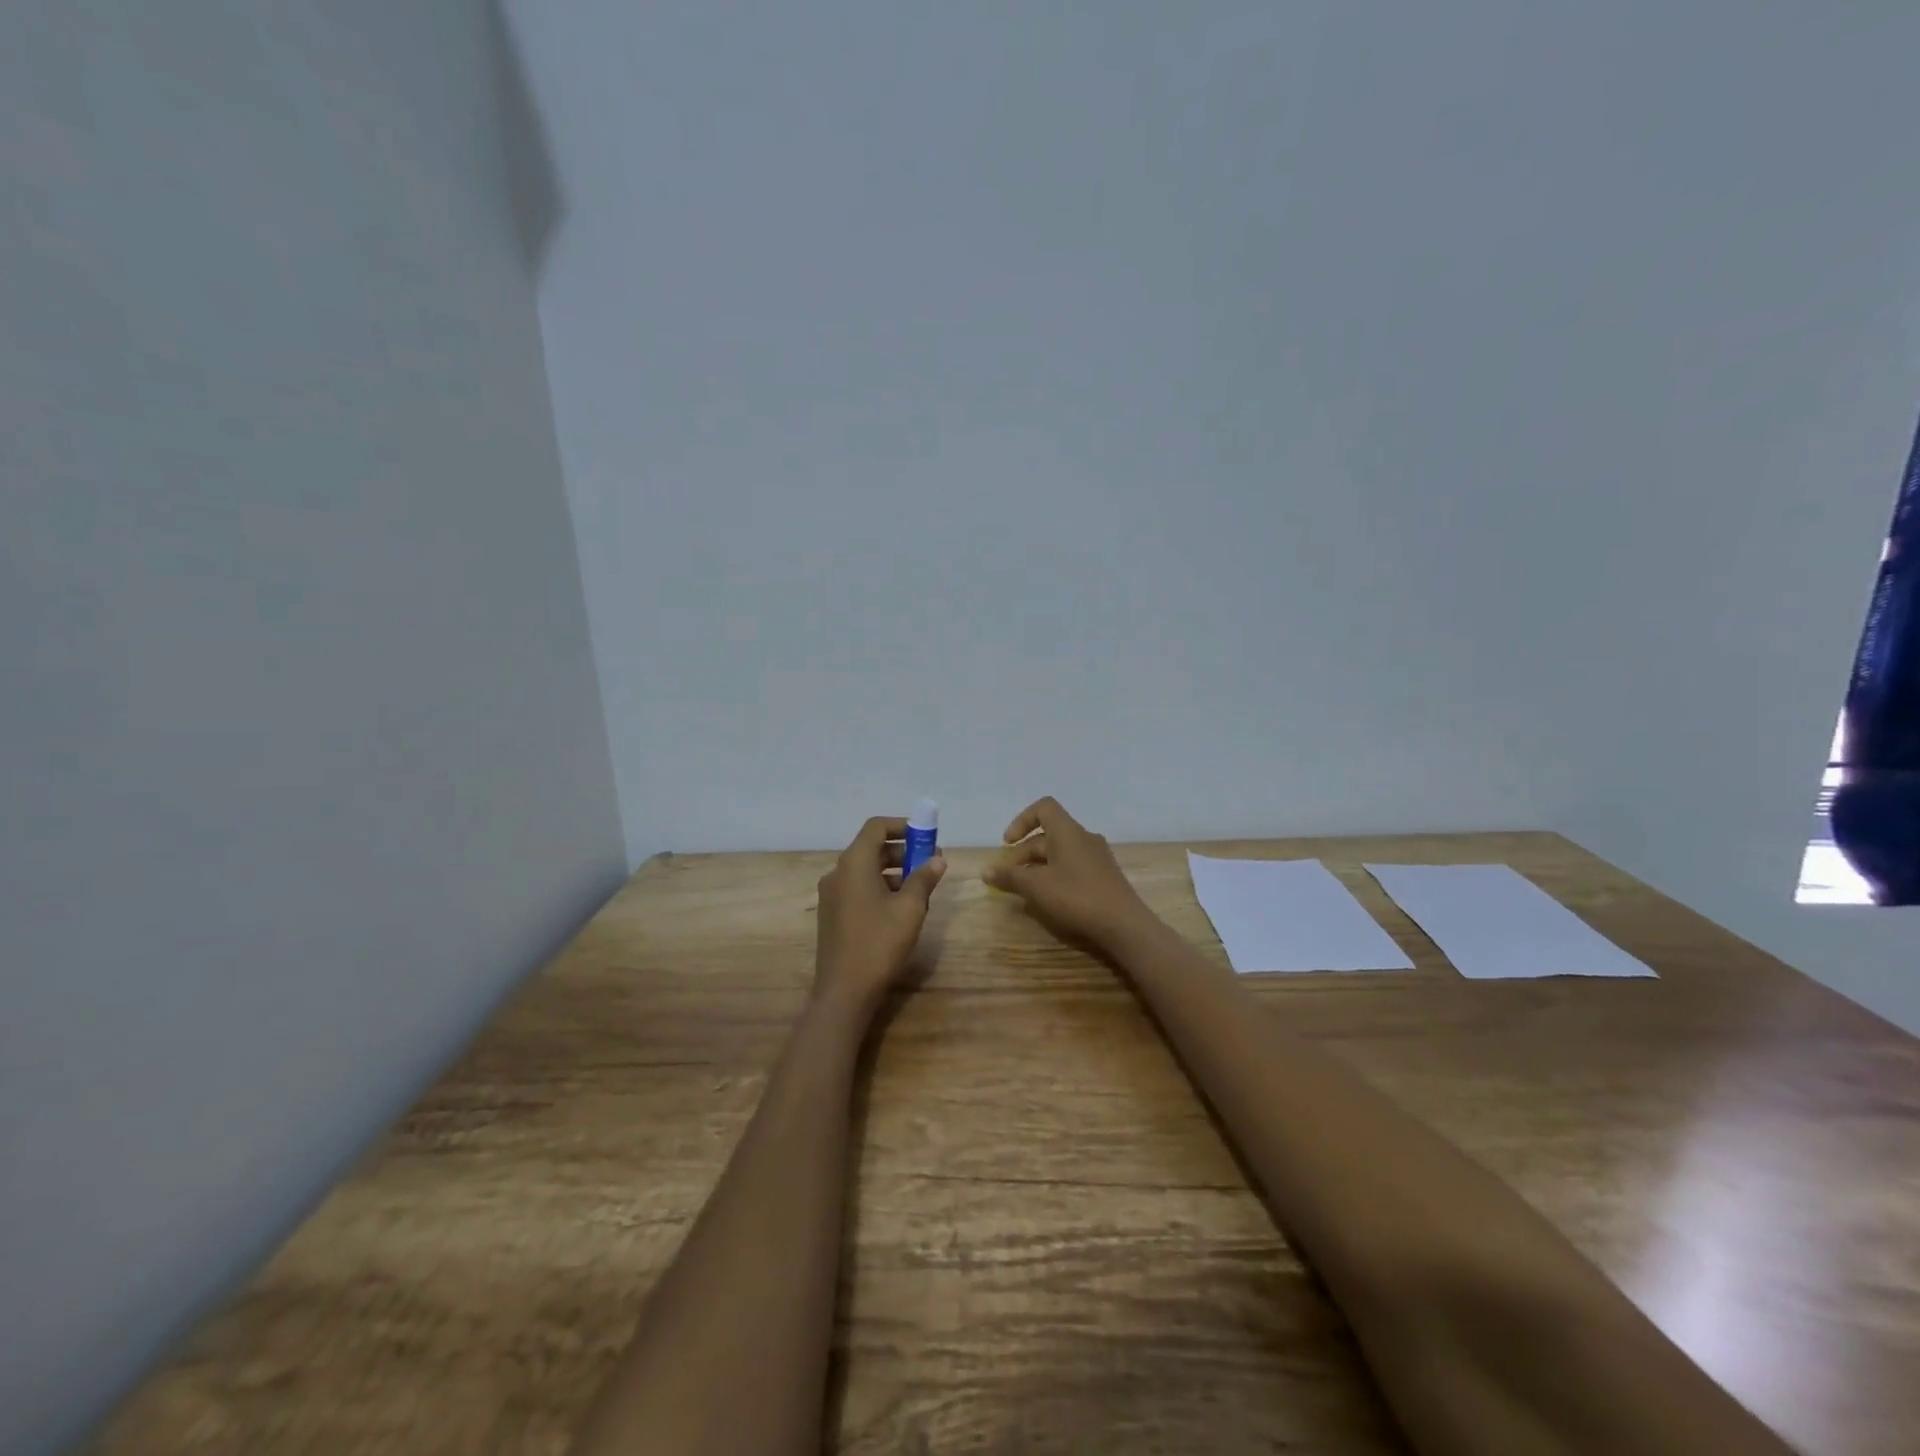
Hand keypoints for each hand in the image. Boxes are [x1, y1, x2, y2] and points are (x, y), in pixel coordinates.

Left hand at [814, 816, 945, 1016]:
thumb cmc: (879, 943)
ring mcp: (831, 895)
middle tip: (929, 863)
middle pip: (871, 848)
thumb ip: (924, 879)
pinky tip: (900, 907)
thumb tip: (937, 860)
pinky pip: (858, 888)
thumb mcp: (910, 909)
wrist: (844, 991)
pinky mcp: (832, 914)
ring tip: (920, 887)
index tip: (925, 836)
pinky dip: (879, 887)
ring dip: (893, 871)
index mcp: (854, 863)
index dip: (901, 826)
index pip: (875, 827)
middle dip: (902, 851)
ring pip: (865, 870)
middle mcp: (838, 873)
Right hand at [983, 797, 1159, 954]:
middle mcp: (1084, 837)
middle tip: (1009, 877)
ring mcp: (1097, 857)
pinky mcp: (1105, 876)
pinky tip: (1050, 899)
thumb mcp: (1036, 887)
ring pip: (1060, 853)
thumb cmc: (1076, 897)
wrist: (1124, 925)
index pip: (1043, 808)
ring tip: (1026, 890)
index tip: (1008, 844)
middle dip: (1024, 853)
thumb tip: (986, 871)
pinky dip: (1056, 875)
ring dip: (1039, 866)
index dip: (1022, 821)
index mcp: (1068, 831)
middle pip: (1048, 834)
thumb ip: (1009, 877)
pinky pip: (1073, 866)